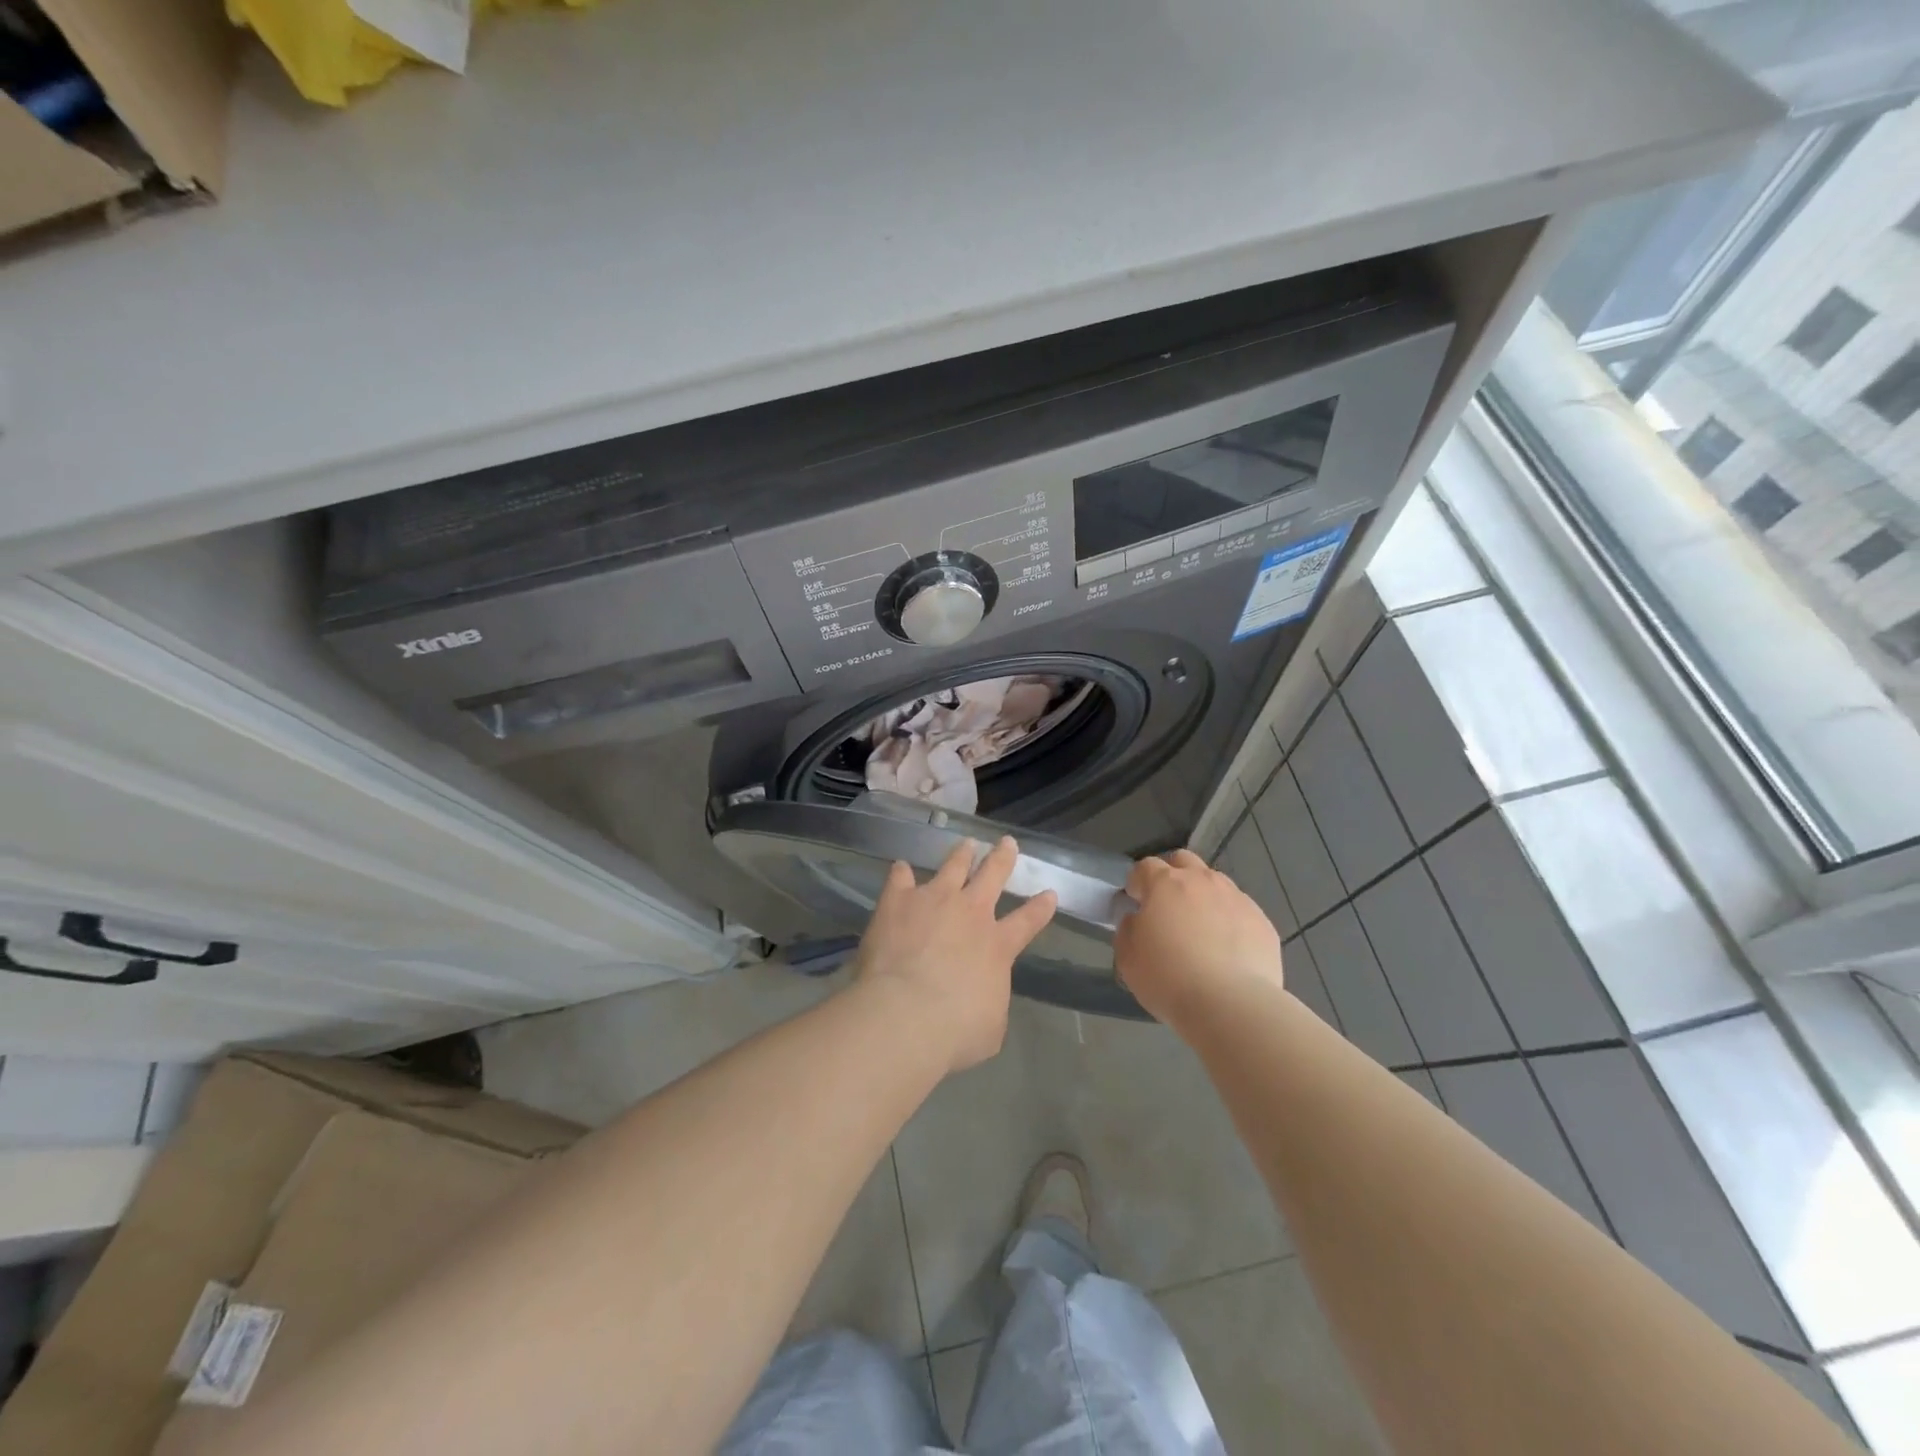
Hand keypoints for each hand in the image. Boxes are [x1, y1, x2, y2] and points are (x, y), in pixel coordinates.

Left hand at [852, 837, 1057, 1073]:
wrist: (905, 1015)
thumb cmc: (955, 1031)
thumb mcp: (990, 1028)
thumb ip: (991, 1002)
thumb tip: (985, 998)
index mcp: (997, 946)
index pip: (1027, 921)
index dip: (1040, 907)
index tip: (1050, 893)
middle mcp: (970, 913)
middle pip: (992, 876)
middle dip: (1002, 858)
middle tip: (1007, 842)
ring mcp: (933, 900)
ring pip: (953, 866)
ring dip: (961, 854)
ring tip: (966, 843)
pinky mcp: (898, 901)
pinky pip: (901, 878)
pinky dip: (901, 872)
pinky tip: (900, 866)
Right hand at [1115, 849, 1284, 1029]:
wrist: (1231, 1005)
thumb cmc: (1169, 978)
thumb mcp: (1127, 957)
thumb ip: (1129, 929)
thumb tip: (1138, 919)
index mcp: (1166, 883)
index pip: (1145, 866)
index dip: (1137, 882)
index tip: (1135, 902)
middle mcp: (1203, 881)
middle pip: (1184, 861)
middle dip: (1173, 876)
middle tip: (1168, 908)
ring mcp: (1237, 898)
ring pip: (1216, 884)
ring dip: (1203, 897)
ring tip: (1201, 932)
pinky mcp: (1263, 922)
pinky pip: (1240, 911)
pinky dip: (1229, 922)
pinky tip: (1227, 951)